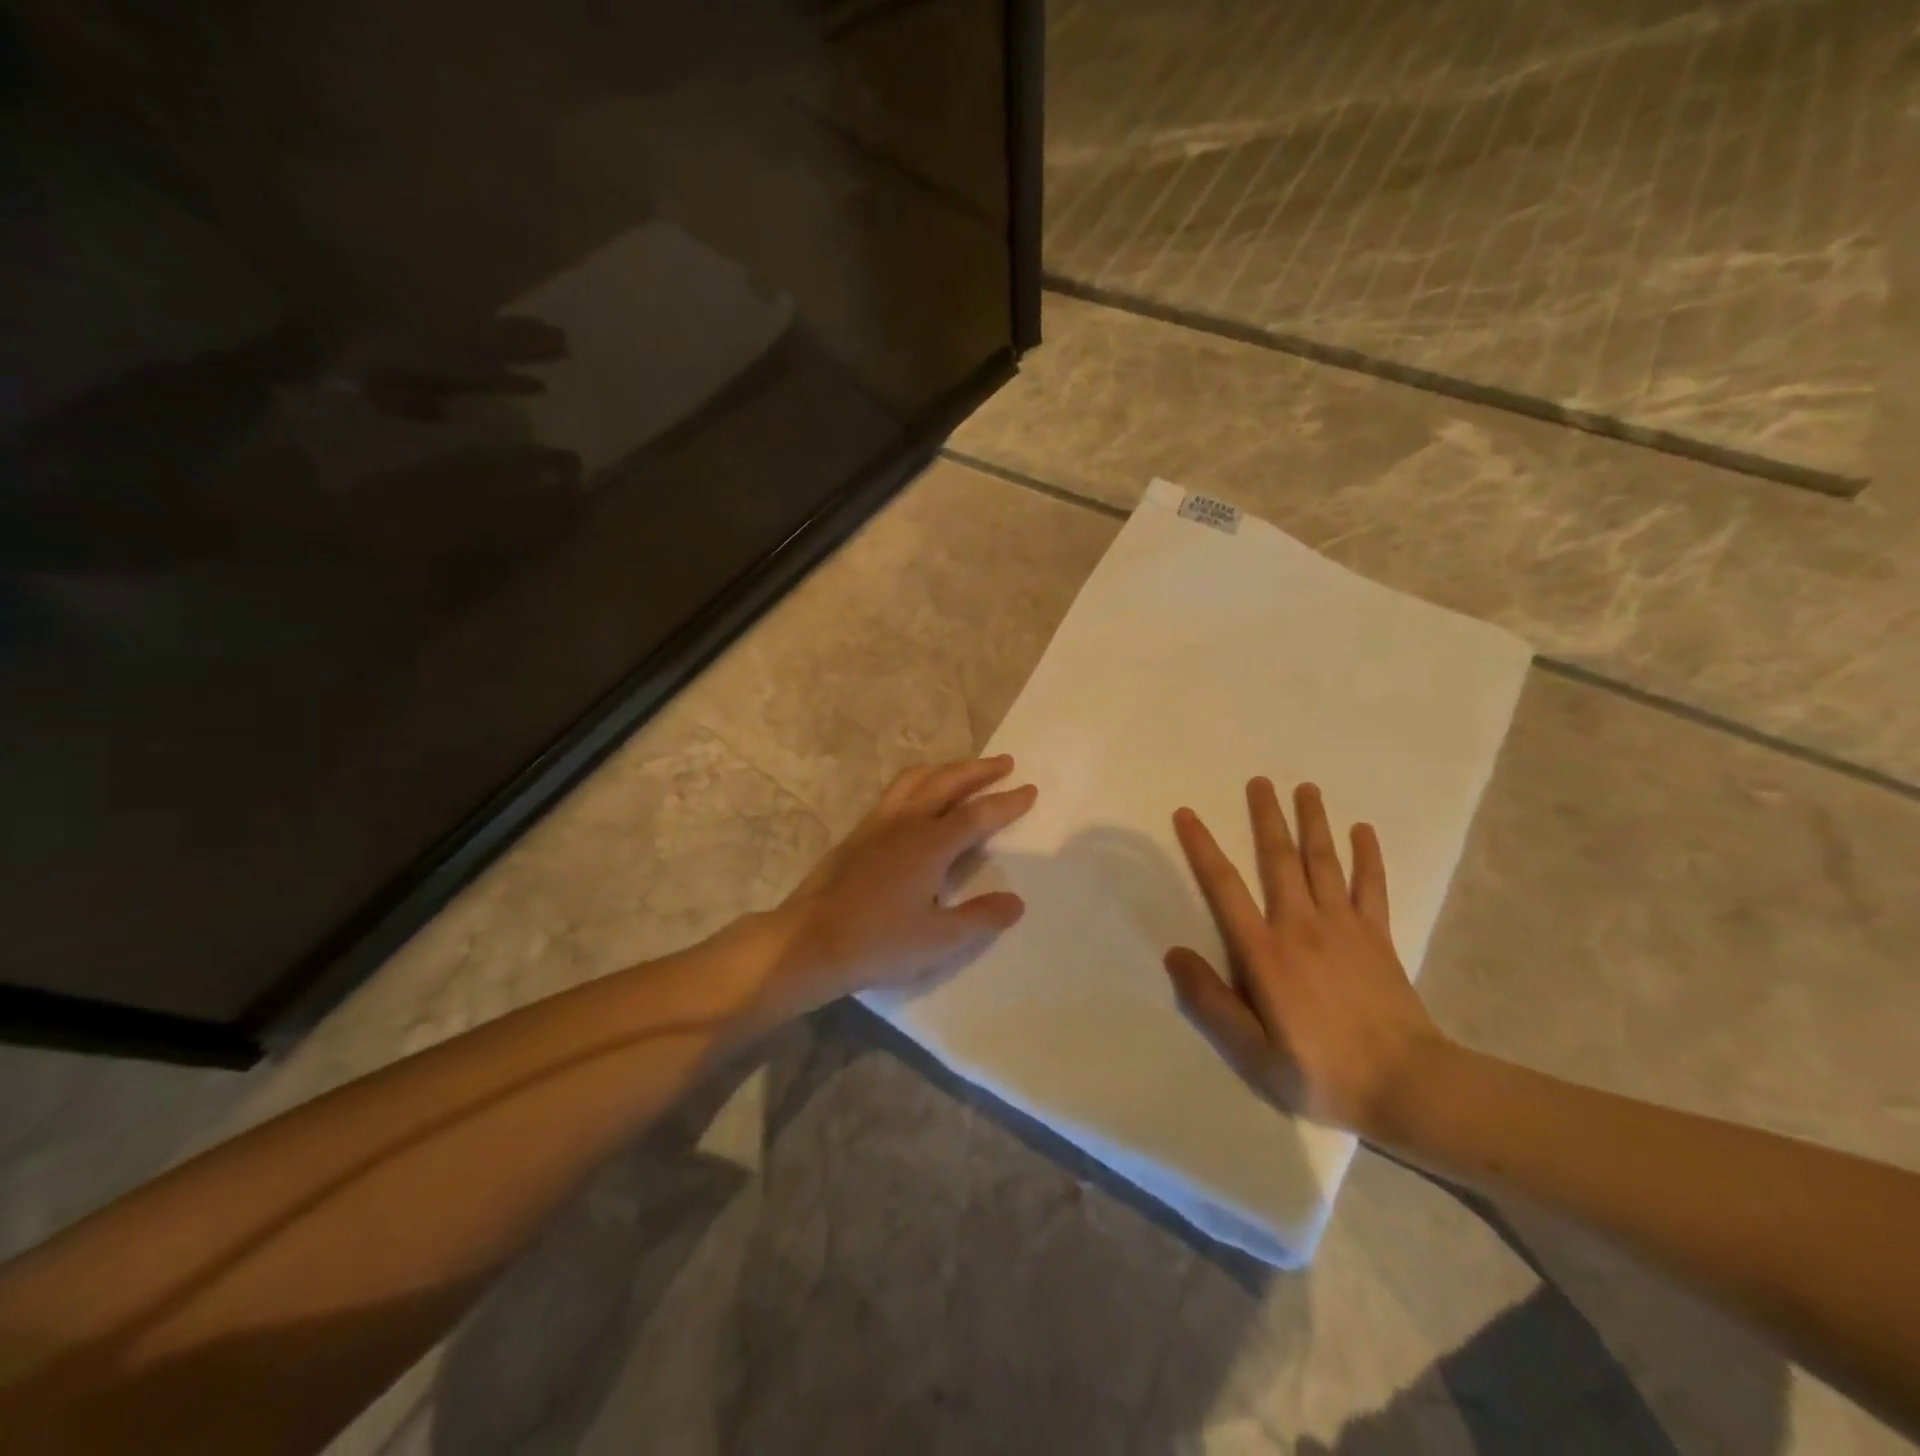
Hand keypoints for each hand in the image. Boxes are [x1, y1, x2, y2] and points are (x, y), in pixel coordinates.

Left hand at [764, 756, 1035, 1018]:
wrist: (810, 942)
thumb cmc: (878, 943)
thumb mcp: (938, 939)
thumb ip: (980, 918)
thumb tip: (1016, 902)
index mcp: (929, 844)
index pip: (977, 815)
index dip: (1006, 803)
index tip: (1029, 790)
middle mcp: (905, 823)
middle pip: (947, 782)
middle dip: (978, 770)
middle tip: (1004, 762)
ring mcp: (877, 824)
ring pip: (916, 780)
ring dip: (946, 769)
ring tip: (963, 769)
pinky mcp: (857, 834)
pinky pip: (895, 792)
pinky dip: (918, 782)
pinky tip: (919, 797)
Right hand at [1164, 778, 1447, 1135]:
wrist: (1408, 1086)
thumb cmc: (1321, 1071)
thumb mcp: (1252, 1053)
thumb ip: (1211, 1002)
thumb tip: (1173, 953)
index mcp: (1264, 952)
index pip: (1224, 888)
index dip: (1202, 848)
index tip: (1188, 814)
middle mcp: (1301, 926)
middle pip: (1278, 859)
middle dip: (1266, 817)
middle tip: (1258, 781)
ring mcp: (1345, 927)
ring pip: (1323, 862)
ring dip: (1313, 822)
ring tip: (1305, 788)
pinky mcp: (1379, 937)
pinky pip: (1372, 886)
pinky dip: (1367, 856)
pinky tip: (1364, 830)